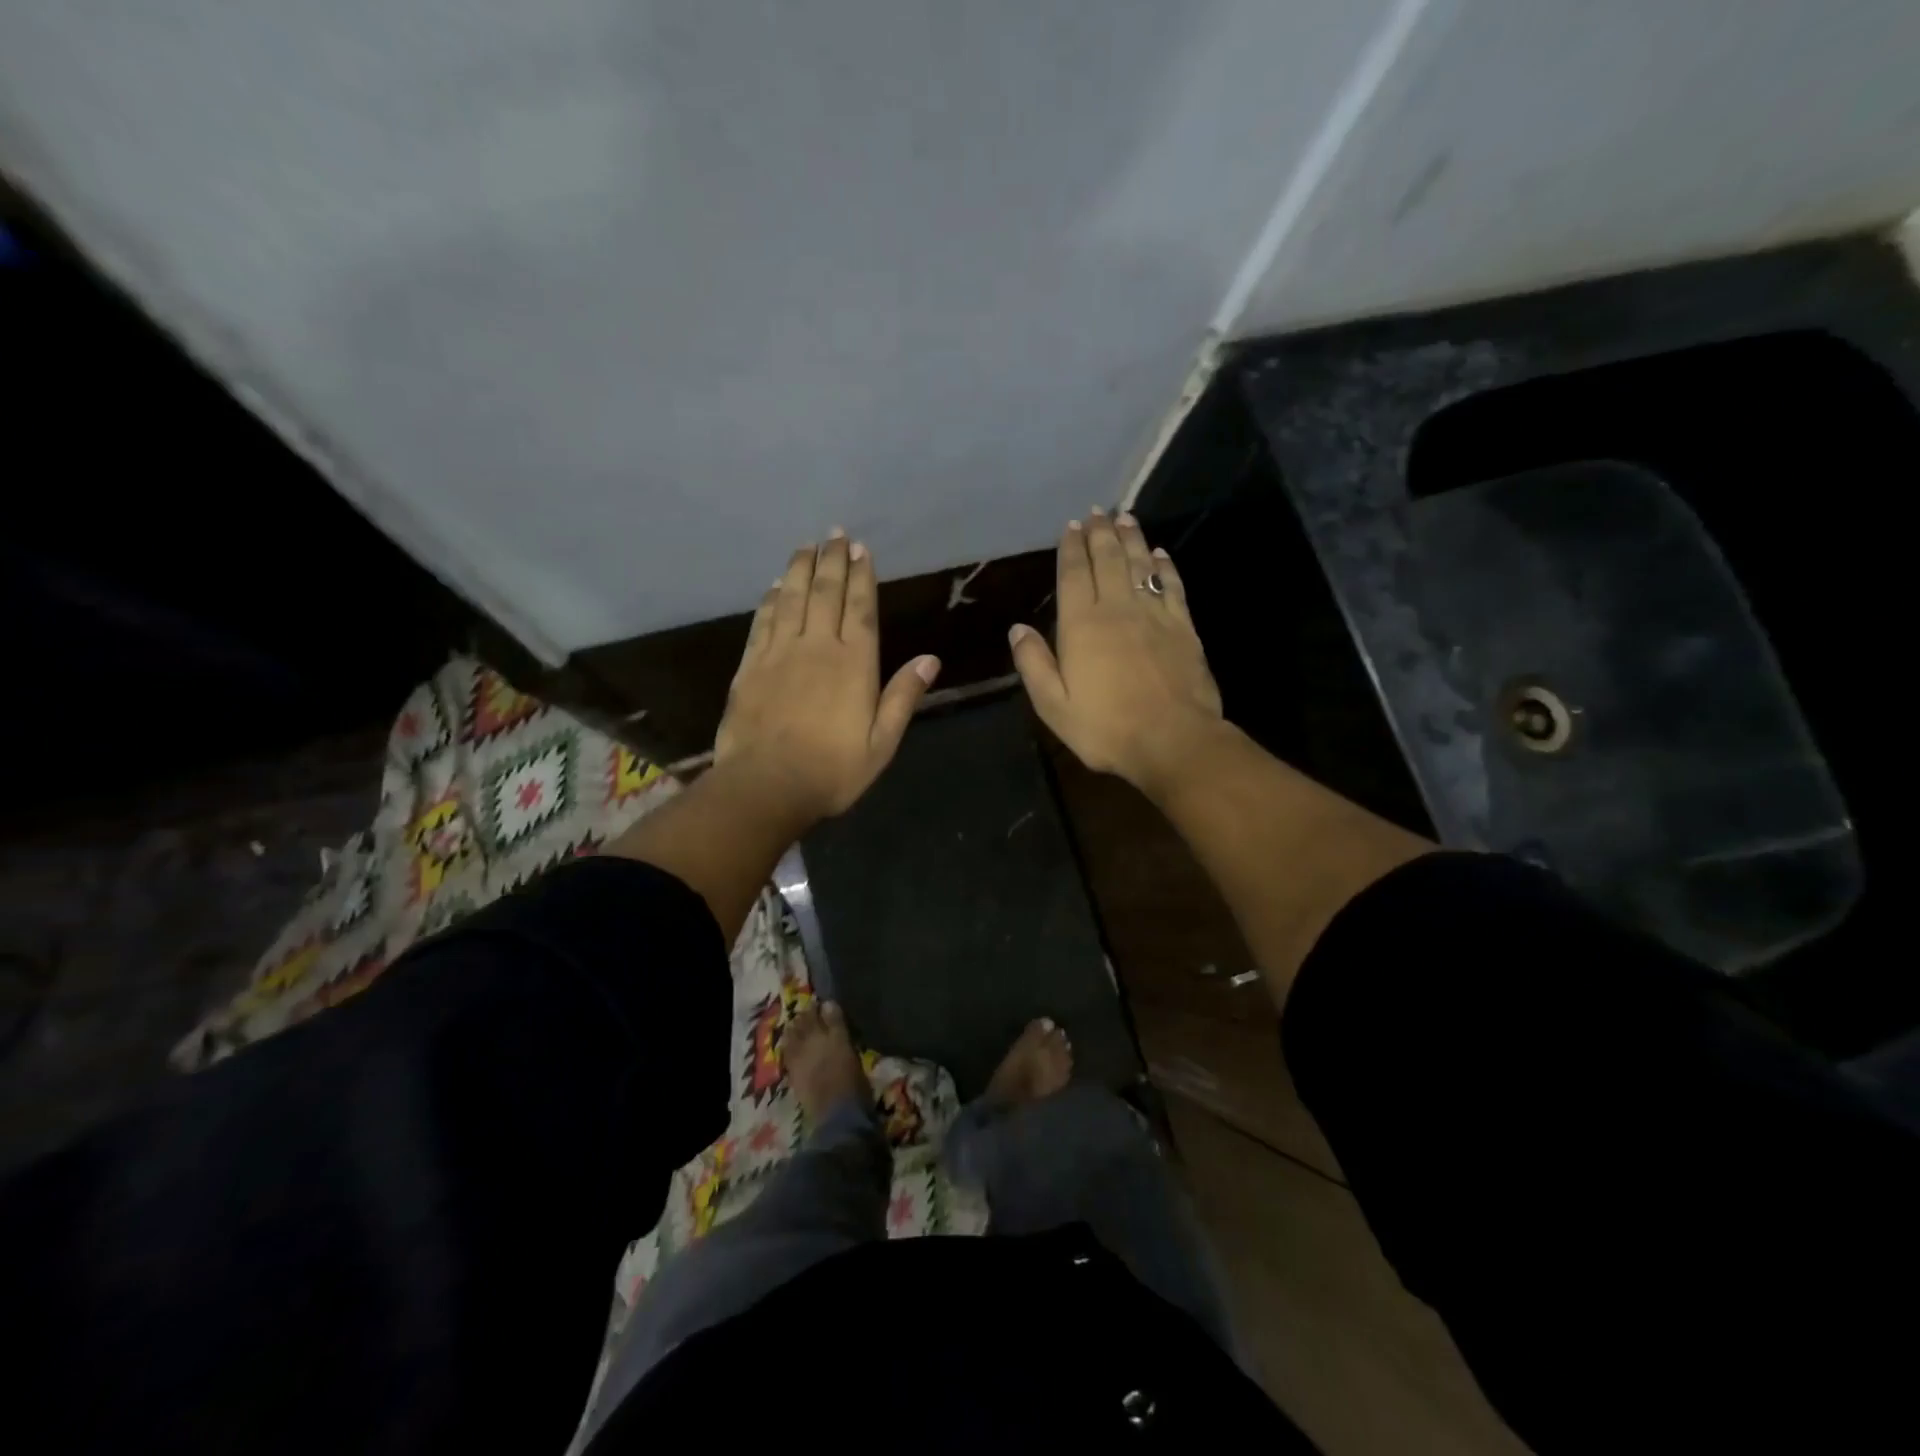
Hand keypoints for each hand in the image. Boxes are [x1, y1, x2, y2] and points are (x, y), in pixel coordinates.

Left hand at [714, 531, 939, 824]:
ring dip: (800, 569)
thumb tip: (930, 659)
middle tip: (835, 534)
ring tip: (807, 546)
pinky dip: (771, 599)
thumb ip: (903, 697)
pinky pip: (763, 621)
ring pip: (792, 599)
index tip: (862, 549)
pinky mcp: (750, 666)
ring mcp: (779, 653)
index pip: (860, 608)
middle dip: (832, 560)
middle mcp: (817, 647)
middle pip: (826, 593)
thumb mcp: (881, 743)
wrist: (766, 786)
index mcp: (854, 665)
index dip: (862, 576)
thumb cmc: (832, 770)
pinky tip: (776, 585)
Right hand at [1008, 508, 1223, 797]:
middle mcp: (1117, 609)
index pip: (1073, 575)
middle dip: (1101, 533)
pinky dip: (1165, 566)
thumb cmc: (1105, 727)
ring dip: (1132, 539)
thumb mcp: (1053, 705)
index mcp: (1082, 625)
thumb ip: (1034, 664)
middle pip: (1108, 560)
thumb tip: (1017, 629)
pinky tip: (1161, 555)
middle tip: (1097, 512)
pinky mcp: (1184, 627)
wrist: (1173, 740)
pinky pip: (1172, 586)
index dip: (1071, 548)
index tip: (1071, 527)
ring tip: (1125, 518)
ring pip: (1141, 565)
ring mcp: (1155, 615)